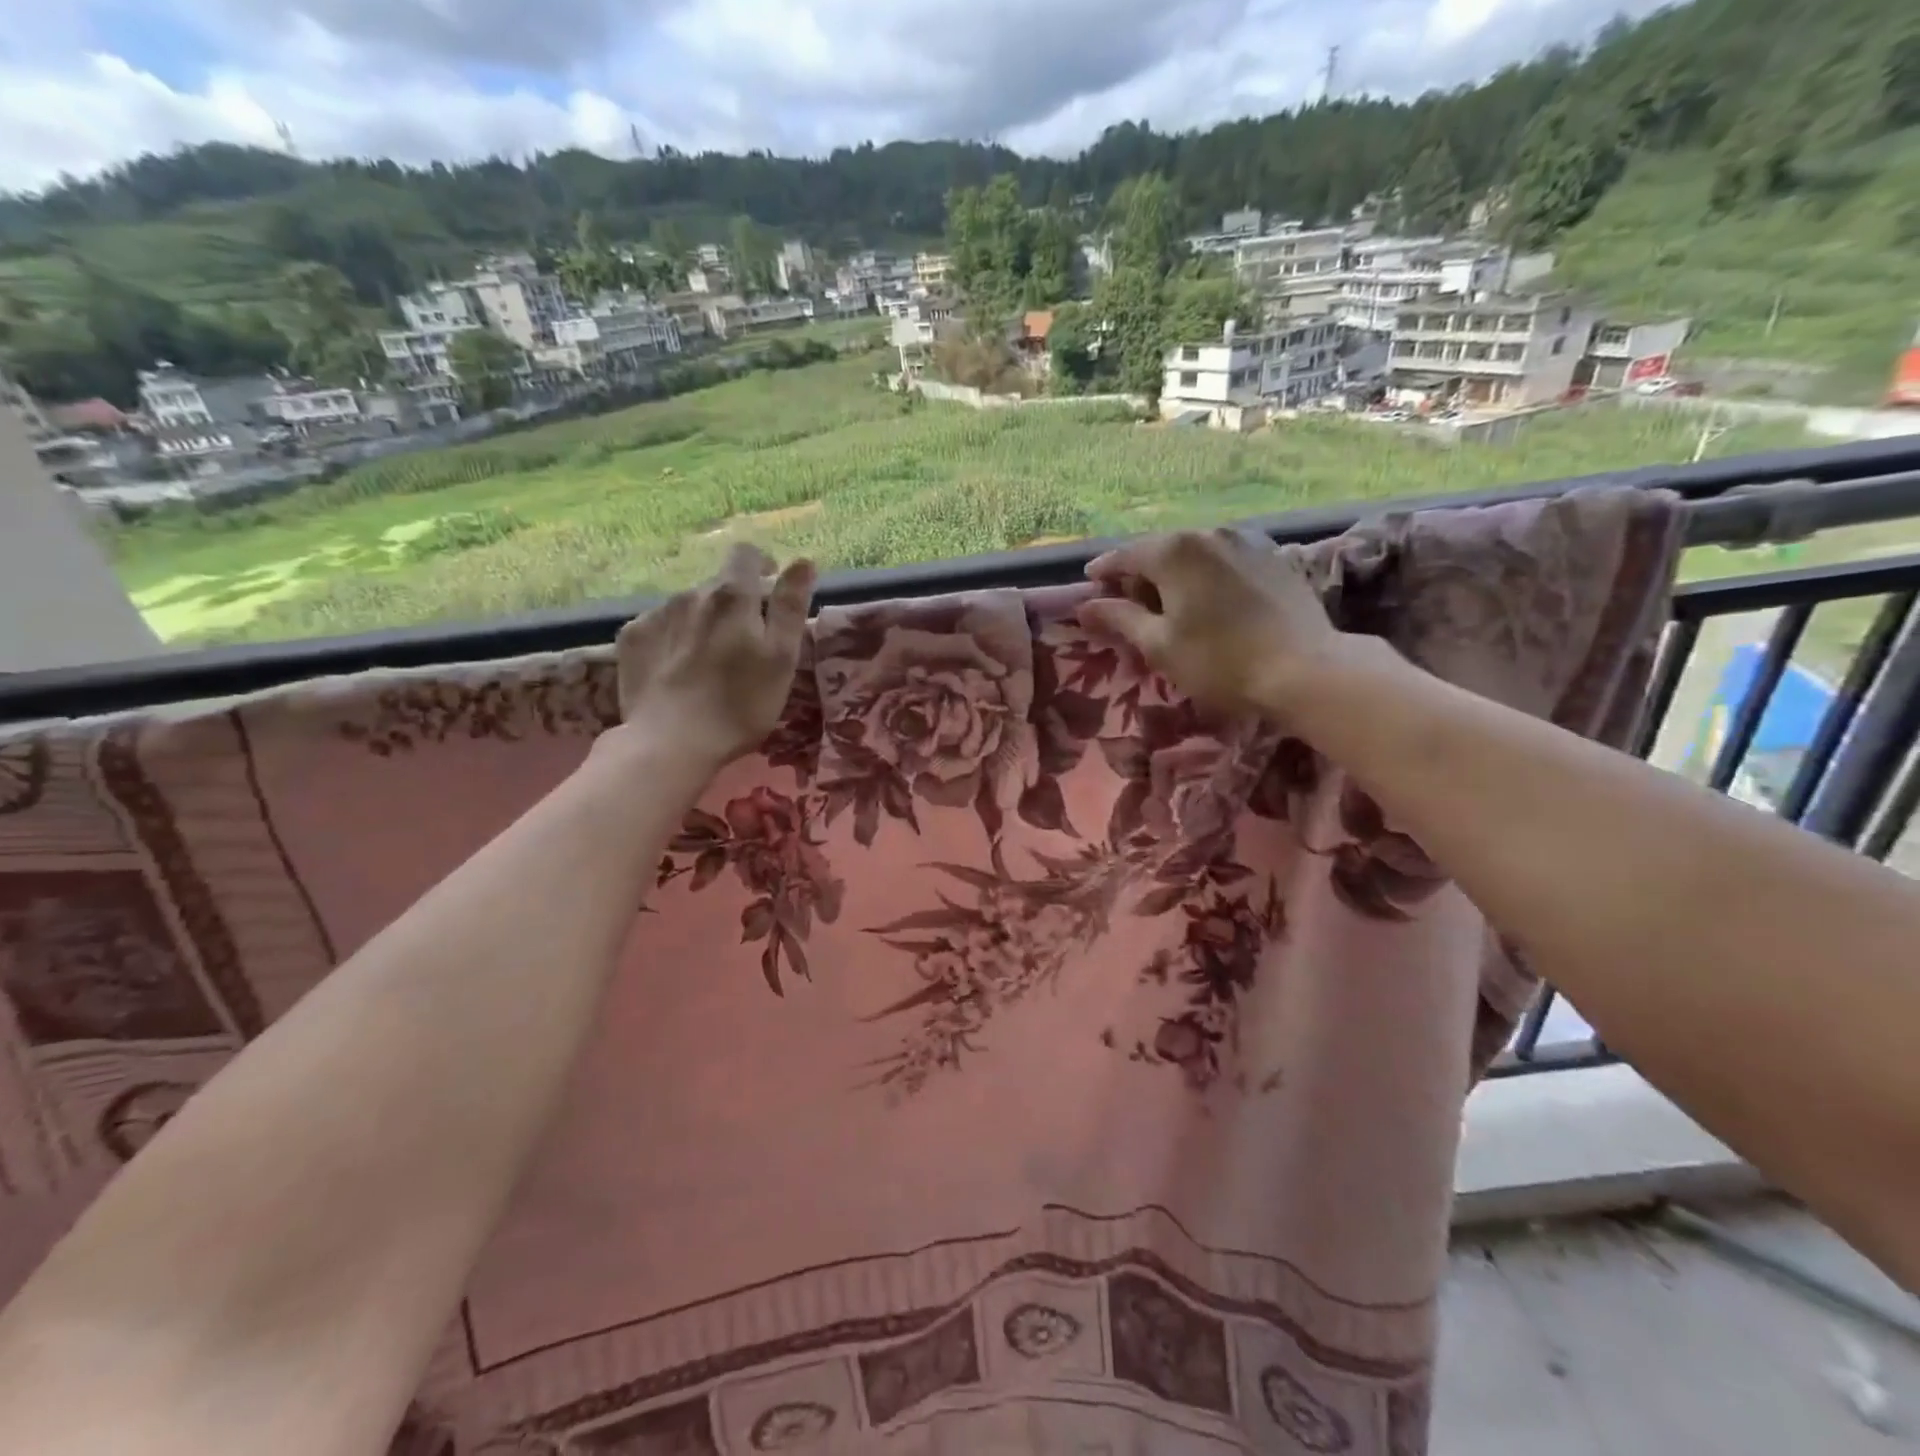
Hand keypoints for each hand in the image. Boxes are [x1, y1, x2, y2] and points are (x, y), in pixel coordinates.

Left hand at [611, 544, 815, 769]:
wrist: (670, 742)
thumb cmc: (740, 705)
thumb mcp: (782, 658)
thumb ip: (791, 606)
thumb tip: (803, 561)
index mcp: (732, 596)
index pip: (747, 554)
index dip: (761, 565)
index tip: (769, 590)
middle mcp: (691, 593)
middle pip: (717, 584)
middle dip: (734, 602)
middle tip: (744, 643)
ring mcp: (656, 614)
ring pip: (687, 605)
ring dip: (703, 620)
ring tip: (709, 661)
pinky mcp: (631, 639)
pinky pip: (659, 625)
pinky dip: (673, 638)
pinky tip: (678, 669)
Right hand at [1078, 528, 1367, 719]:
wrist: (1305, 668)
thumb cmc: (1219, 661)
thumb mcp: (1159, 645)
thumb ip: (1119, 618)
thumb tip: (1085, 605)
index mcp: (1174, 550)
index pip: (1124, 556)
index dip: (1102, 574)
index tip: (1090, 589)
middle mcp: (1208, 533)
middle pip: (1160, 550)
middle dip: (1140, 575)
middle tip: (1129, 606)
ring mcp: (1245, 540)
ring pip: (1194, 554)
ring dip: (1175, 575)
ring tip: (1170, 605)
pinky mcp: (1273, 556)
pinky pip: (1224, 560)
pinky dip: (1207, 576)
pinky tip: (1210, 602)